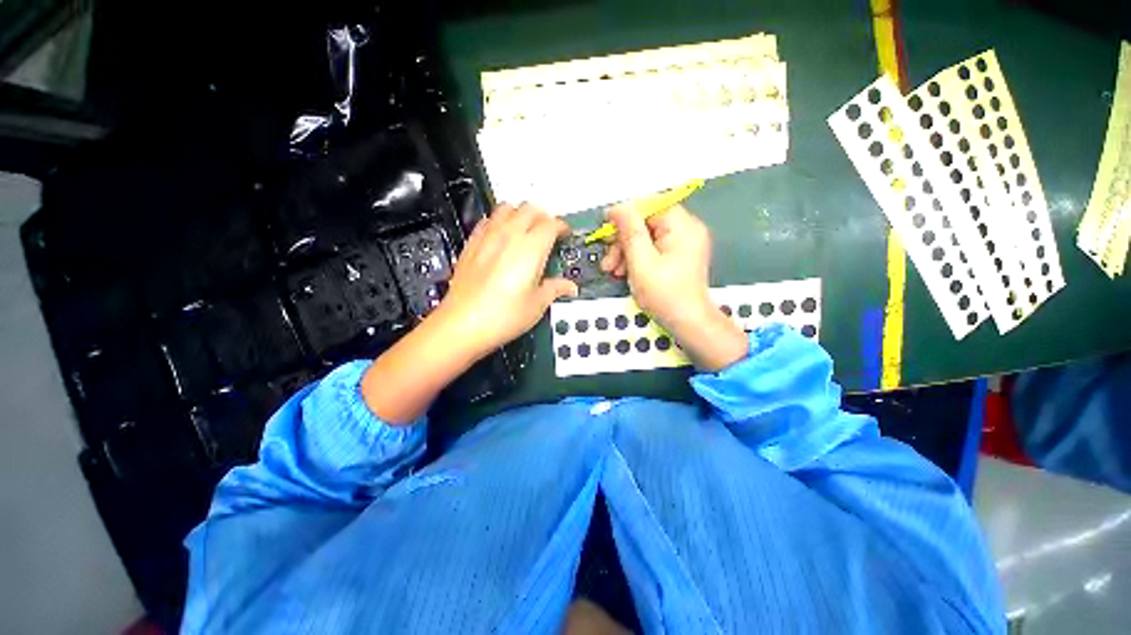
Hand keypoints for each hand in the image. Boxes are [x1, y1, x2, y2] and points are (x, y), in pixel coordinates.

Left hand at [362, 203, 575, 424]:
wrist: (463, 324)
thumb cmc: (500, 316)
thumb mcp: (537, 305)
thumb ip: (555, 289)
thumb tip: (567, 287)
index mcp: (531, 248)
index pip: (551, 224)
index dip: (562, 226)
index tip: (565, 234)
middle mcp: (509, 236)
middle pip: (529, 209)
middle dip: (543, 216)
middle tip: (549, 230)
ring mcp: (487, 238)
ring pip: (506, 208)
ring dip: (520, 213)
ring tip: (526, 227)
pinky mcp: (471, 245)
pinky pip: (487, 221)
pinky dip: (498, 221)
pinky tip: (501, 235)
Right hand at [601, 204, 746, 370]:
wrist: (688, 323)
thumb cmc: (665, 294)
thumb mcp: (641, 262)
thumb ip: (629, 232)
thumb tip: (617, 207)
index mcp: (682, 226)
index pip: (650, 206)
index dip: (625, 215)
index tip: (606, 230)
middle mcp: (686, 229)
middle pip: (646, 222)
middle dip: (623, 240)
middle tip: (608, 260)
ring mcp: (683, 243)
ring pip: (646, 237)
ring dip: (626, 251)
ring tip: (613, 271)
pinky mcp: (678, 256)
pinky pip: (653, 248)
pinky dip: (637, 258)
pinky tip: (624, 272)